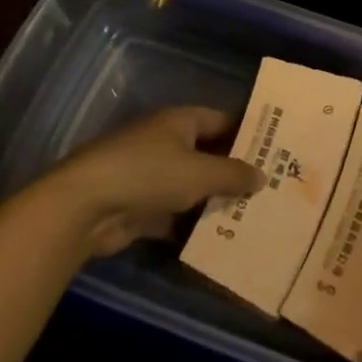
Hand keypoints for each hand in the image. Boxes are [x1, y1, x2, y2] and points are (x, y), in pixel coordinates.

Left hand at [48, 107, 262, 256]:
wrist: (86, 208)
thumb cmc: (148, 174)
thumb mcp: (200, 173)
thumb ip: (233, 174)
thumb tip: (262, 175)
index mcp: (179, 122)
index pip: (221, 121)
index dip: (247, 133)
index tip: (275, 149)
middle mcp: (165, 143)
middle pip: (207, 155)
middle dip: (234, 172)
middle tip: (271, 188)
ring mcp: (151, 176)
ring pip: (192, 187)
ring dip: (215, 202)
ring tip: (253, 216)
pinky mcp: (140, 208)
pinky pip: (175, 215)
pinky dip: (192, 226)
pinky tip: (220, 240)